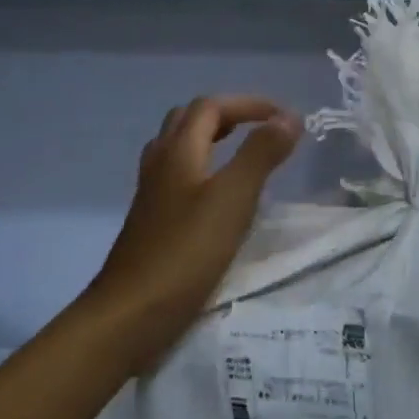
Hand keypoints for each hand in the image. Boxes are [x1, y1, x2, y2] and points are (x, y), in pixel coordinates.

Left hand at [86, 95, 300, 364]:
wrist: (130, 314)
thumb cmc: (185, 253)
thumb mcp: (232, 199)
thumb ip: (261, 154)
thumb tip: (289, 117)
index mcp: (177, 152)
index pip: (211, 106)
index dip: (249, 104)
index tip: (285, 118)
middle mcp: (160, 164)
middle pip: (189, 121)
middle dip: (228, 115)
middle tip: (262, 129)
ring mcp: (152, 194)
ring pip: (179, 149)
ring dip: (212, 140)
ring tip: (243, 154)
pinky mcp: (152, 222)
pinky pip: (178, 178)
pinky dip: (203, 169)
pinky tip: (219, 197)